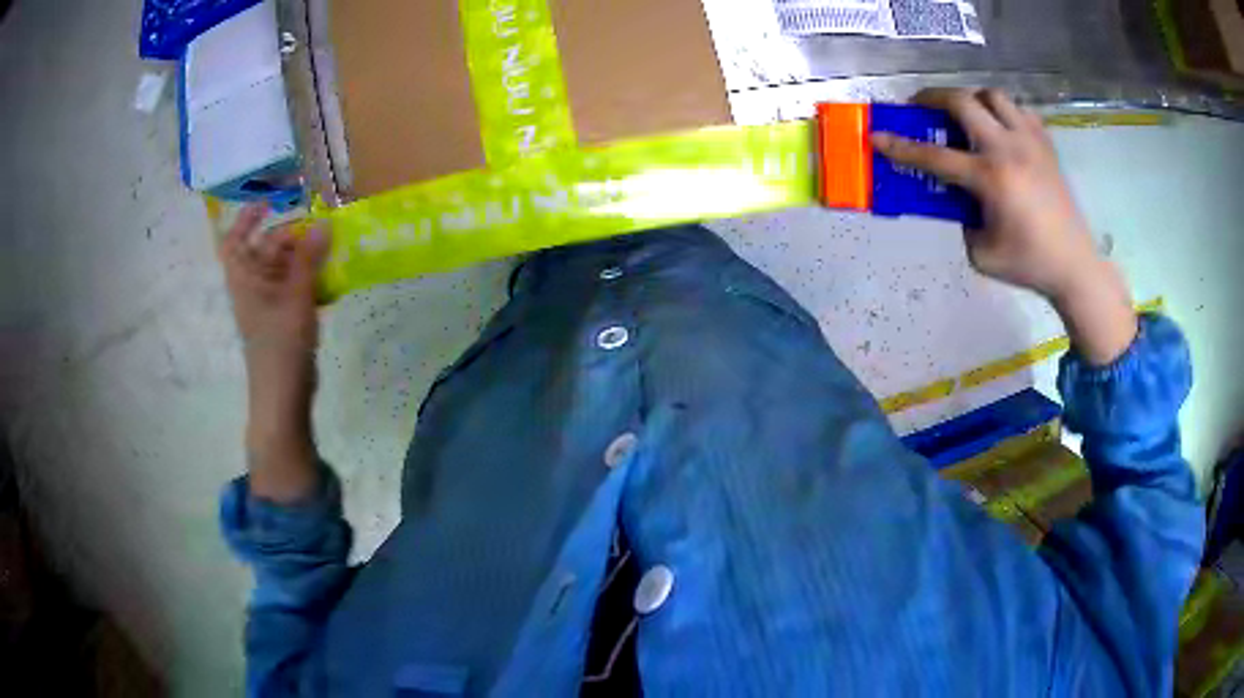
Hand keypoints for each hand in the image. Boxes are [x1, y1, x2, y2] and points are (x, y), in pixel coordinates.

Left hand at [218, 203, 328, 377]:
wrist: (282, 394)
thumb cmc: (281, 343)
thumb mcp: (296, 296)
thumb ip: (308, 258)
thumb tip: (323, 222)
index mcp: (244, 279)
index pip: (235, 240)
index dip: (247, 219)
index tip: (269, 203)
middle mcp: (252, 287)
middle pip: (264, 250)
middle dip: (289, 235)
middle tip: (318, 225)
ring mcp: (268, 304)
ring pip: (282, 269)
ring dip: (303, 256)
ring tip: (329, 246)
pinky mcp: (283, 318)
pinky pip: (293, 288)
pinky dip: (309, 278)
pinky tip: (330, 277)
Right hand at [872, 88, 1136, 364]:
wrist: (1073, 264)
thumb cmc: (1027, 263)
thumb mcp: (980, 251)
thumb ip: (961, 217)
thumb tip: (956, 192)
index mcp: (990, 178)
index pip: (934, 155)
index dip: (900, 146)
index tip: (876, 136)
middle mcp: (1008, 148)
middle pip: (962, 101)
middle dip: (932, 97)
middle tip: (921, 107)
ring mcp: (1030, 141)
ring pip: (992, 95)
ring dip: (971, 99)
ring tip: (965, 115)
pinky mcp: (1046, 144)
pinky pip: (1019, 110)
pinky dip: (1004, 112)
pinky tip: (1001, 130)